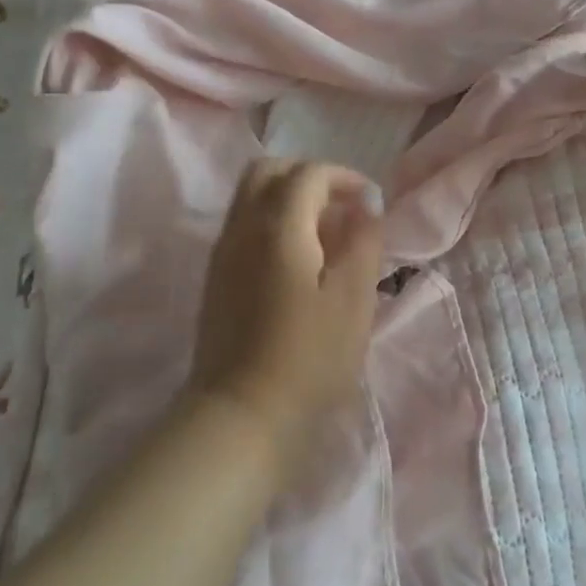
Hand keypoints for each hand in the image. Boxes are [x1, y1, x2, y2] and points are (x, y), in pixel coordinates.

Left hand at [188, 159, 385, 475]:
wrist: (242, 414)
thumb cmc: (309, 358)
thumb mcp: (353, 299)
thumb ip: (363, 241)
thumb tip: (365, 205)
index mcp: (278, 226)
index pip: (308, 174)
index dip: (344, 177)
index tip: (370, 202)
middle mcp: (242, 228)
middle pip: (268, 171)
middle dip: (309, 177)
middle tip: (341, 206)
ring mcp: (223, 253)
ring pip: (251, 198)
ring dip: (289, 198)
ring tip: (325, 235)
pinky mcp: (216, 278)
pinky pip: (243, 226)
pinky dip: (272, 222)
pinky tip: (298, 261)